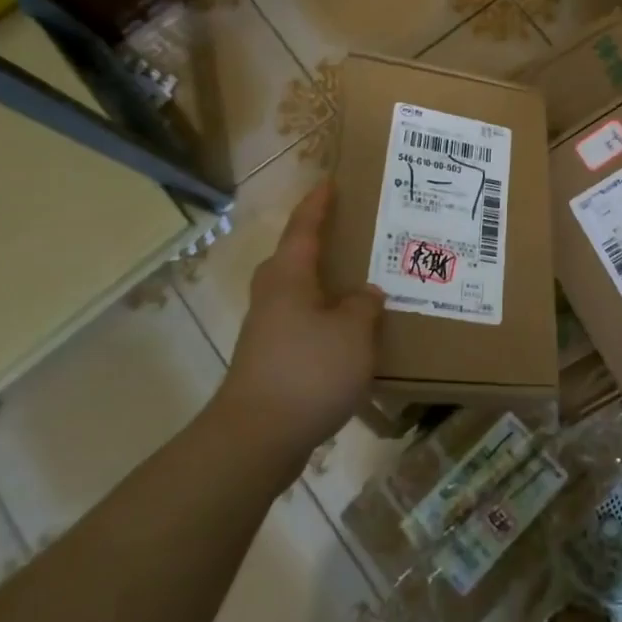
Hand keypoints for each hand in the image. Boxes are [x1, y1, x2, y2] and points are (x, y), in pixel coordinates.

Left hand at [216, 181, 384, 460]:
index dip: (318, 204)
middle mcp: (273, 297)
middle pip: (295, 259)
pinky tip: (351, 335)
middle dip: (320, 245)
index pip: (304, 228)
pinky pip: (304, 324)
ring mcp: (268, 330)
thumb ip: (363, 306)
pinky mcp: (271, 361)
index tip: (331, 183)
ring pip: (300, 294)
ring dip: (327, 286)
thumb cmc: (308, 371)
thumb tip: (364, 295)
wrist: (257, 438)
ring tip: (362, 285)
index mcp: (289, 277)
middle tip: (355, 235)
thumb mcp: (353, 332)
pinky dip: (326, 320)